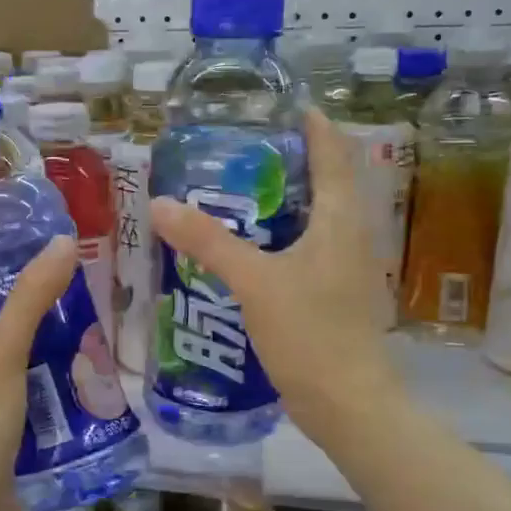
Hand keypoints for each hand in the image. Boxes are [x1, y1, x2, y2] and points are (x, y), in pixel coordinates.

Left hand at [0, 237, 77, 510]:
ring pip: (3, 344)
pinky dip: (42, 364)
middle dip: (12, 286)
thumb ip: (31, 297)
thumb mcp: (3, 350)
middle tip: (54, 262)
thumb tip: (61, 242)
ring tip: (74, 302)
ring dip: (33, 326)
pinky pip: (19, 377)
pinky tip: (75, 357)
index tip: (2, 227)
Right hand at [149, 108, 398, 445]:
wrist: (348, 404)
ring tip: (240, 191)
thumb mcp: (254, 282)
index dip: (315, 126)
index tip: (285, 105)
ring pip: (318, 218)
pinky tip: (250, 247)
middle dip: (293, 160)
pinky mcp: (334, 295)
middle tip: (245, 149)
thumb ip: (208, 242)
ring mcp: (346, 269)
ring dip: (287, 200)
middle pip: (328, 182)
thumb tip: (160, 204)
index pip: (334, 155)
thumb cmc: (310, 333)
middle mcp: (351, 236)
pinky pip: (309, 249)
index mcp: (341, 221)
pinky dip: (282, 236)